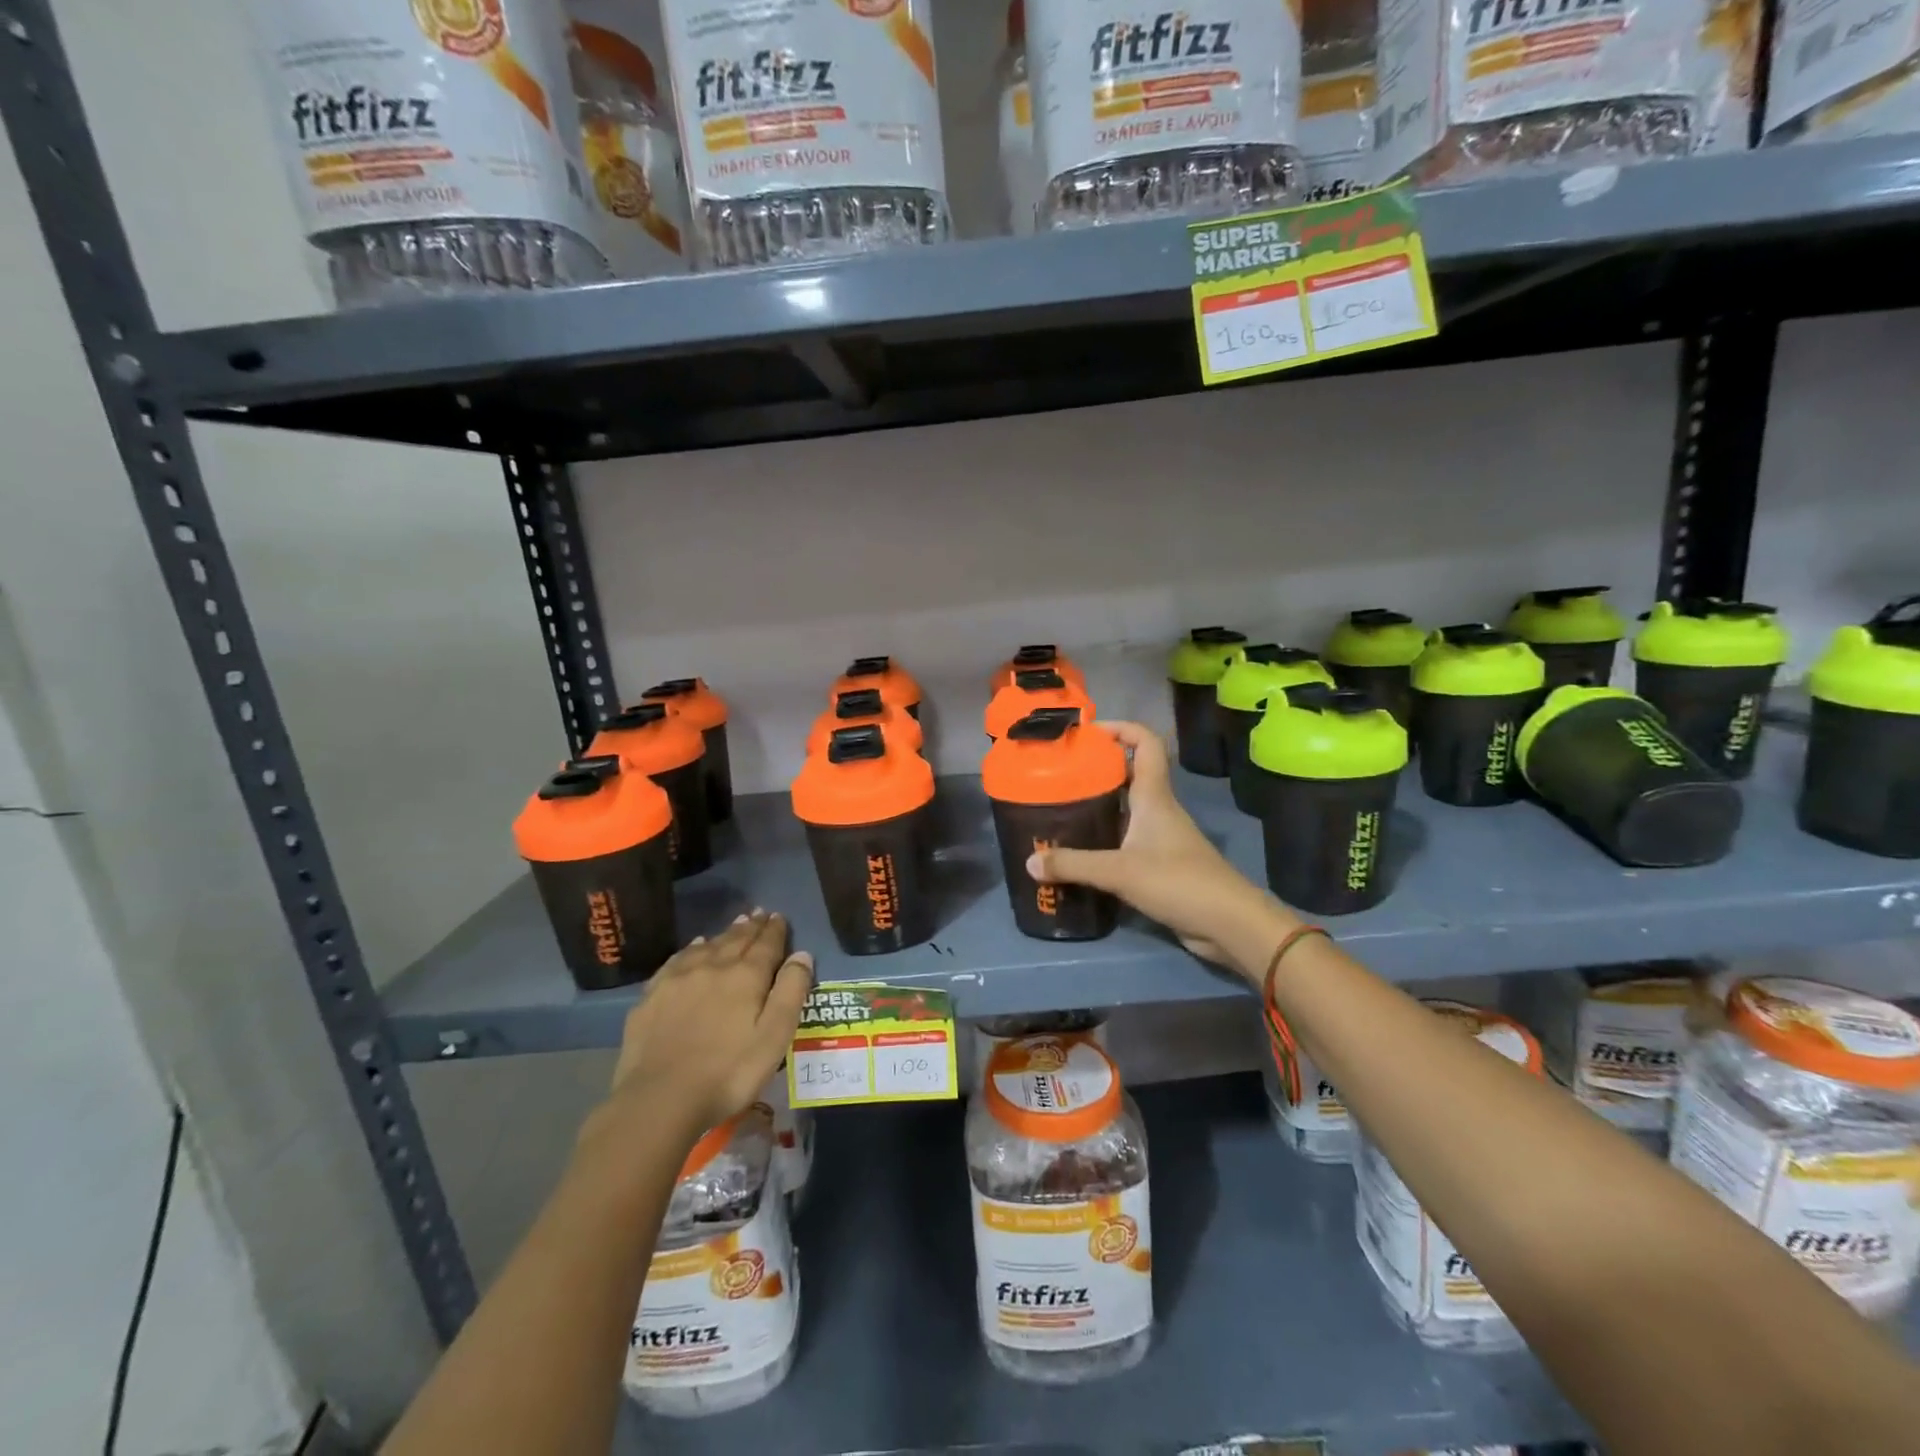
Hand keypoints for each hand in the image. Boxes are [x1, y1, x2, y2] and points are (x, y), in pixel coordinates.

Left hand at [595, 910, 812, 1146]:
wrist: (659, 1099)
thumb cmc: (728, 1073)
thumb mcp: (774, 1037)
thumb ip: (791, 992)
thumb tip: (802, 954)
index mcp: (746, 976)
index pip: (766, 944)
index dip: (775, 930)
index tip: (778, 916)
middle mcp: (713, 966)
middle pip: (736, 939)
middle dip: (751, 926)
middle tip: (759, 913)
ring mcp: (678, 979)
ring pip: (707, 946)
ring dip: (724, 934)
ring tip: (734, 925)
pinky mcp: (652, 995)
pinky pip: (677, 960)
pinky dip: (691, 949)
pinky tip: (694, 948)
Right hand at [1027, 722, 1296, 982]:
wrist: (1228, 924)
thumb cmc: (1178, 881)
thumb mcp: (1119, 871)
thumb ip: (1073, 865)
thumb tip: (1029, 861)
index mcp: (1154, 797)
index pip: (1145, 744)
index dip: (1121, 728)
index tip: (1088, 732)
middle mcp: (1158, 810)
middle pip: (1130, 774)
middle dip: (1098, 769)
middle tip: (1061, 774)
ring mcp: (1162, 838)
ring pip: (1127, 809)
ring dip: (1099, 805)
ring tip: (1061, 809)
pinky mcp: (1161, 864)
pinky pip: (1127, 840)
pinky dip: (1105, 839)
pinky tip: (1081, 852)